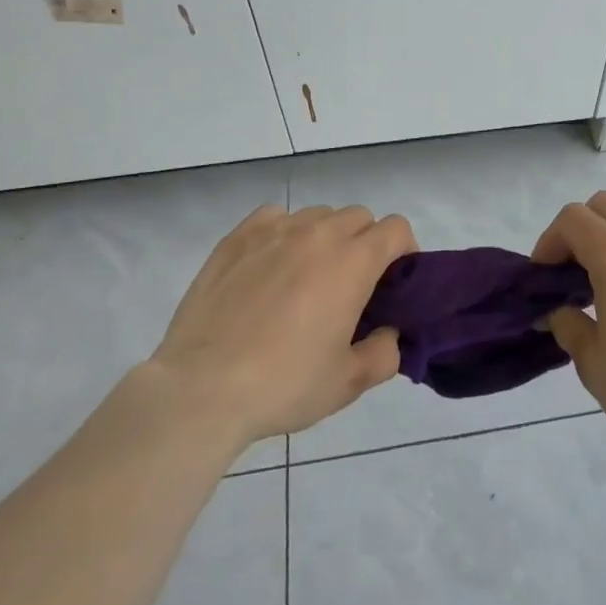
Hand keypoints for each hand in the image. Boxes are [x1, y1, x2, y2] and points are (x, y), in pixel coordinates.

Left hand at [153, 203, 415, 449]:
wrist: (202, 389)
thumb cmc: (283, 384)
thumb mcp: (347, 383)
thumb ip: (384, 354)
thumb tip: (388, 334)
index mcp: (353, 262)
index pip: (396, 229)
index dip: (404, 251)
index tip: (393, 282)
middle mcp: (318, 233)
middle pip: (358, 217)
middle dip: (365, 243)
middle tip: (352, 285)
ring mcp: (274, 230)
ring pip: (317, 215)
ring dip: (325, 237)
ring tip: (307, 277)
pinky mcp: (237, 238)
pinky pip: (274, 217)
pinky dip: (283, 232)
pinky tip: (271, 266)